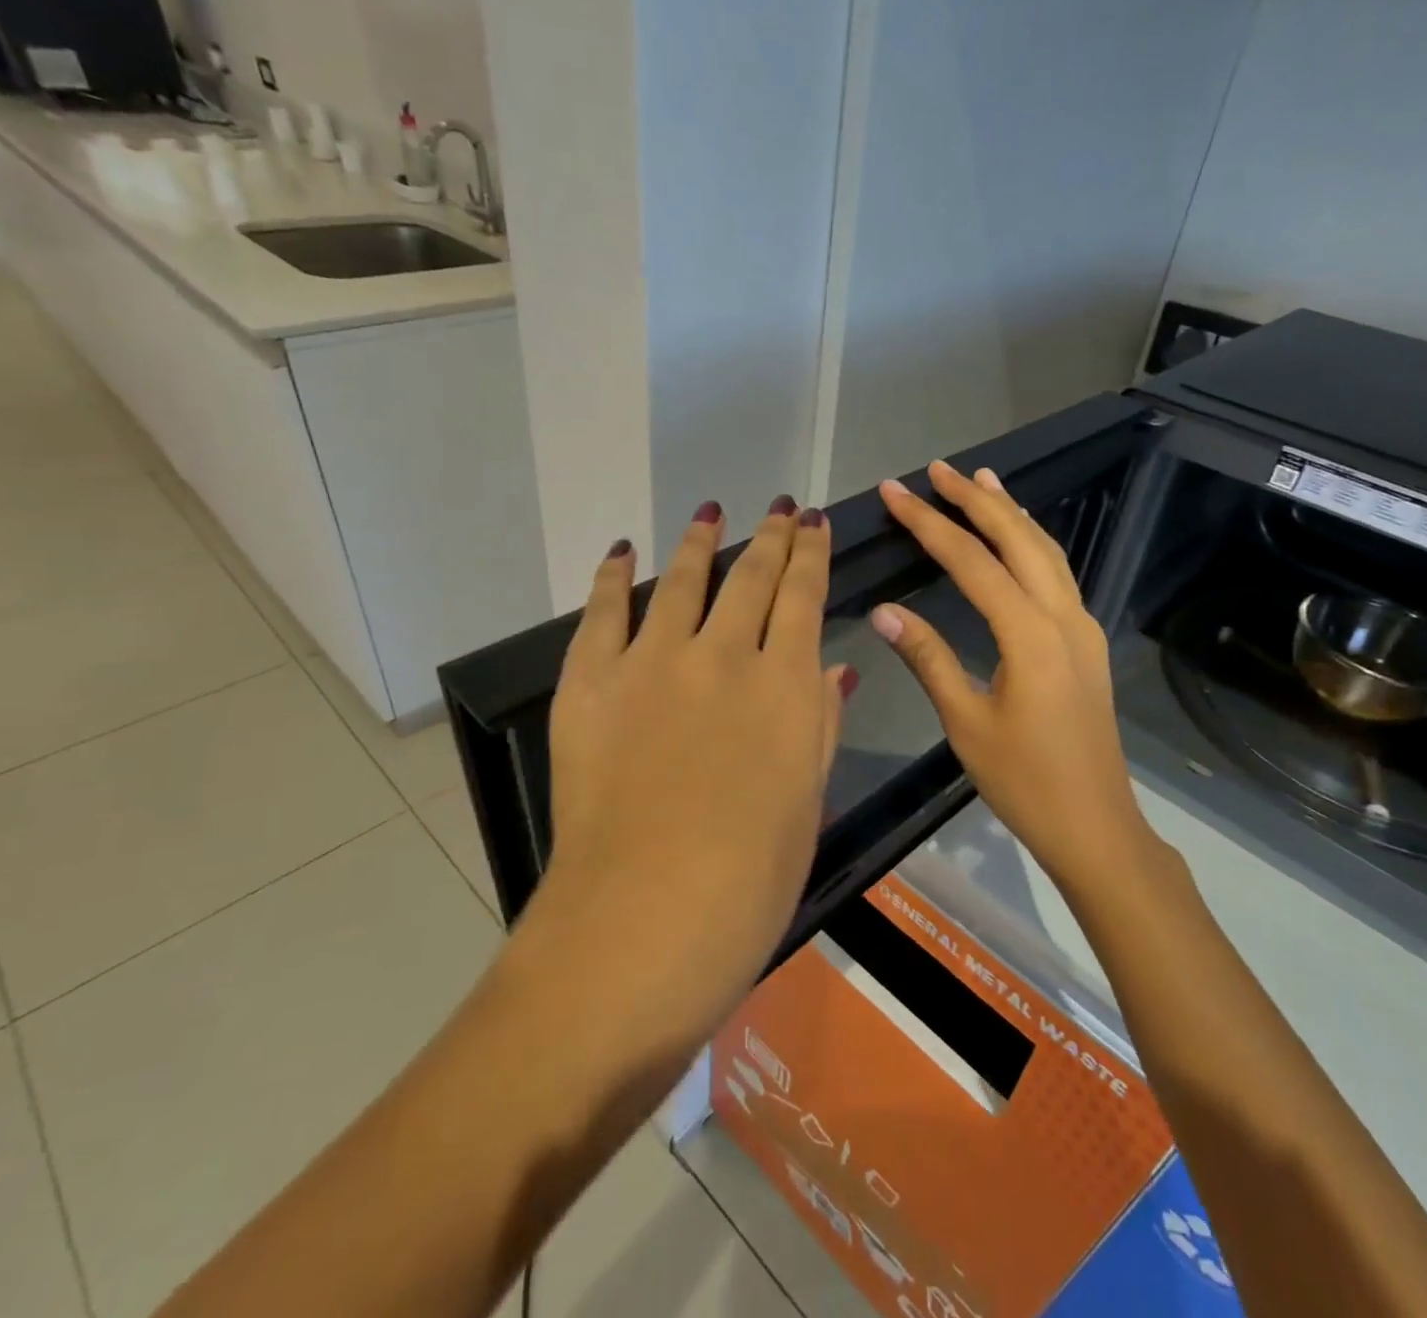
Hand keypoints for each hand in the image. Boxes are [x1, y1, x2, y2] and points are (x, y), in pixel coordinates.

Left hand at [540, 497, 849, 1041]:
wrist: (644, 920)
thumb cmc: (750, 880)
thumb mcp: (807, 802)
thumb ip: (819, 726)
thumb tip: (834, 670)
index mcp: (785, 686)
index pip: (803, 598)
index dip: (811, 555)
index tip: (812, 523)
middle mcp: (725, 655)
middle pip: (752, 577)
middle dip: (771, 536)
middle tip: (778, 507)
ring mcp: (654, 662)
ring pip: (685, 580)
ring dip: (702, 541)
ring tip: (711, 511)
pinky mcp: (592, 681)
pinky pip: (605, 613)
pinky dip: (615, 576)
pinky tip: (624, 552)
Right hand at [871, 462, 1152, 889]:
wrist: (1095, 825)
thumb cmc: (1025, 781)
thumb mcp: (966, 722)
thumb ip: (927, 658)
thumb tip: (884, 611)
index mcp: (1028, 635)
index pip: (971, 561)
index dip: (929, 523)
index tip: (895, 492)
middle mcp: (1062, 617)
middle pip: (1018, 540)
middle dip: (975, 500)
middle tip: (937, 469)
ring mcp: (1081, 627)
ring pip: (1046, 551)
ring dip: (1011, 513)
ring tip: (980, 481)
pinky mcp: (1086, 642)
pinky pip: (1058, 574)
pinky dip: (1032, 543)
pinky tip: (1016, 539)